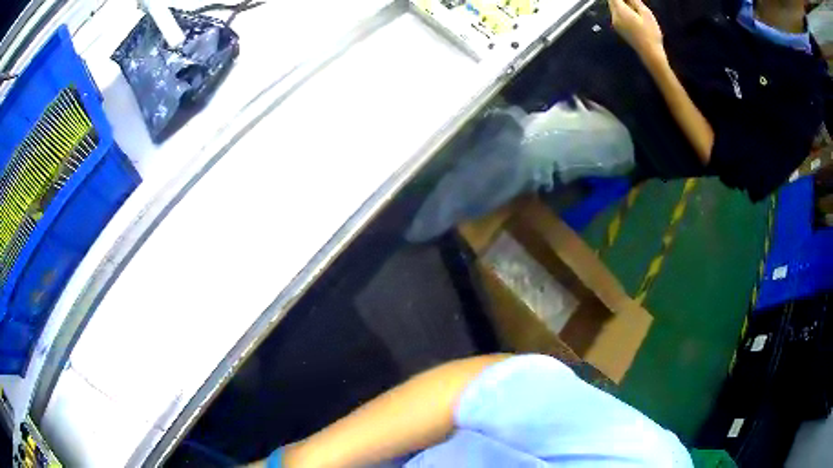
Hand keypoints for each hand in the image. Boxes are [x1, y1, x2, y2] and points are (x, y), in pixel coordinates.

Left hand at [608, 0, 664, 64]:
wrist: (650, 53)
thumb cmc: (650, 33)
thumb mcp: (646, 13)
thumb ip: (635, 1)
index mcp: (620, 11)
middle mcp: (614, 17)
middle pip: (611, 2)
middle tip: (632, 2)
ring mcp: (615, 24)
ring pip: (614, 8)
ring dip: (621, 4)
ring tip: (633, 6)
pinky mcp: (619, 29)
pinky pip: (617, 15)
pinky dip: (621, 11)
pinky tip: (632, 14)